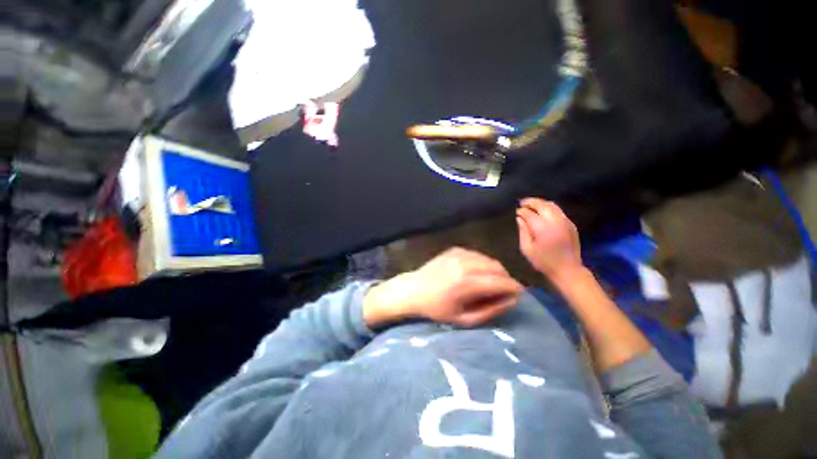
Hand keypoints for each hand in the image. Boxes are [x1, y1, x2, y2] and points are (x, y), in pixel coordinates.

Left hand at [364, 248, 522, 327]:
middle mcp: (465, 263)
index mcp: (467, 283)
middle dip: (506, 280)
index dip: (514, 290)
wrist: (412, 290)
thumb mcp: (464, 319)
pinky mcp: (455, 249)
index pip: (503, 282)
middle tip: (502, 292)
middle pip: (499, 268)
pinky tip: (474, 274)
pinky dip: (482, 264)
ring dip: (495, 271)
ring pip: (489, 260)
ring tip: (489, 284)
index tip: (516, 297)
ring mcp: (459, 253)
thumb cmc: (436, 309)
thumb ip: (491, 310)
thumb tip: (513, 300)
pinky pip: (477, 255)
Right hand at [516, 198, 582, 280]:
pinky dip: (549, 208)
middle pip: (542, 205)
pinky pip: (558, 211)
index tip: (516, 212)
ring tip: (531, 204)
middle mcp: (555, 221)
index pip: (529, 213)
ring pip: (552, 205)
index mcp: (543, 228)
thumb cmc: (544, 262)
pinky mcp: (571, 224)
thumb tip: (519, 219)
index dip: (521, 211)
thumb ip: (523, 231)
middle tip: (522, 202)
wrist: (568, 270)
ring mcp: (565, 222)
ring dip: (540, 203)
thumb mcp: (527, 249)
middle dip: (531, 202)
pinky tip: (543, 212)